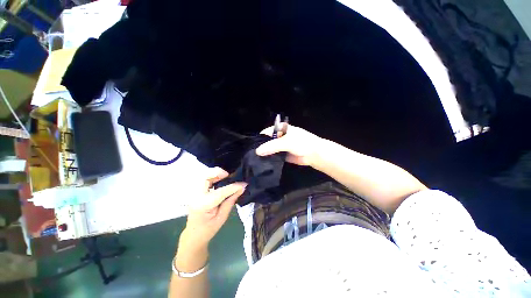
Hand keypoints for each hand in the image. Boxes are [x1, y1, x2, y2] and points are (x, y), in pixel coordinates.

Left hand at [181, 167, 246, 249]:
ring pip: (204, 176)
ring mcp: (194, 194)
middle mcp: (197, 197)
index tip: (243, 184)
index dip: (233, 187)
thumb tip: (241, 188)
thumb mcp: (222, 218)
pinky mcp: (196, 192)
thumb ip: (231, 201)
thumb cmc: (208, 230)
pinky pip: (205, 180)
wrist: (194, 236)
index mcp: (203, 205)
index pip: (220, 192)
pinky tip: (220, 181)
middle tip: (229, 176)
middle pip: (205, 177)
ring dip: (215, 174)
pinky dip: (213, 178)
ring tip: (226, 177)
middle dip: (218, 173)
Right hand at [255, 124, 323, 165]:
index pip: (267, 132)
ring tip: (255, 160)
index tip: (252, 146)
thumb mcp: (286, 142)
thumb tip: (257, 151)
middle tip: (252, 154)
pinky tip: (263, 163)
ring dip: (265, 154)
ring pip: (270, 149)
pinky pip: (274, 156)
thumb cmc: (302, 143)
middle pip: (267, 141)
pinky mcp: (283, 155)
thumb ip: (272, 146)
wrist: (314, 154)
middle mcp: (280, 137)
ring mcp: (281, 147)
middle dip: (261, 146)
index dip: (260, 137)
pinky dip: (269, 159)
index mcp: (281, 130)